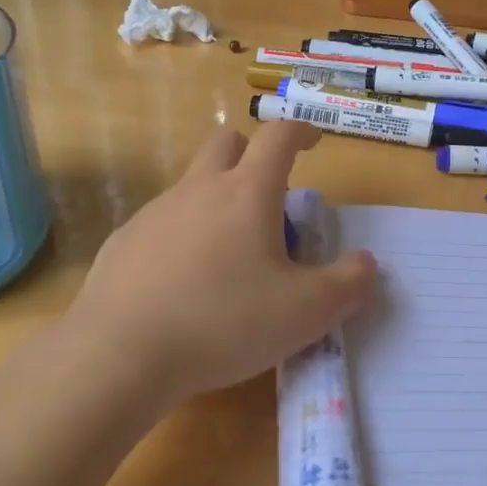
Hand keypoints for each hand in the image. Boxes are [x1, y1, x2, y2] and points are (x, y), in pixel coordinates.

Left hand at [66, 121, 377, 410]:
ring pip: (193, 184)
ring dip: (217, 200)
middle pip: (226, 142)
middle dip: (252, 153)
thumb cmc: (224, 323)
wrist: (120, 354)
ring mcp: (155, 212)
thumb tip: (366, 264)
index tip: (314, 142)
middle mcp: (198, 189)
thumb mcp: (306, 313)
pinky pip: (162, 223)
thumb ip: (348, 284)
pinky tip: (185, 285)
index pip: (278, 136)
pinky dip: (183, 236)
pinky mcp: (124, 241)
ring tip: (230, 258)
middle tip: (269, 198)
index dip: (301, 131)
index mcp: (247, 193)